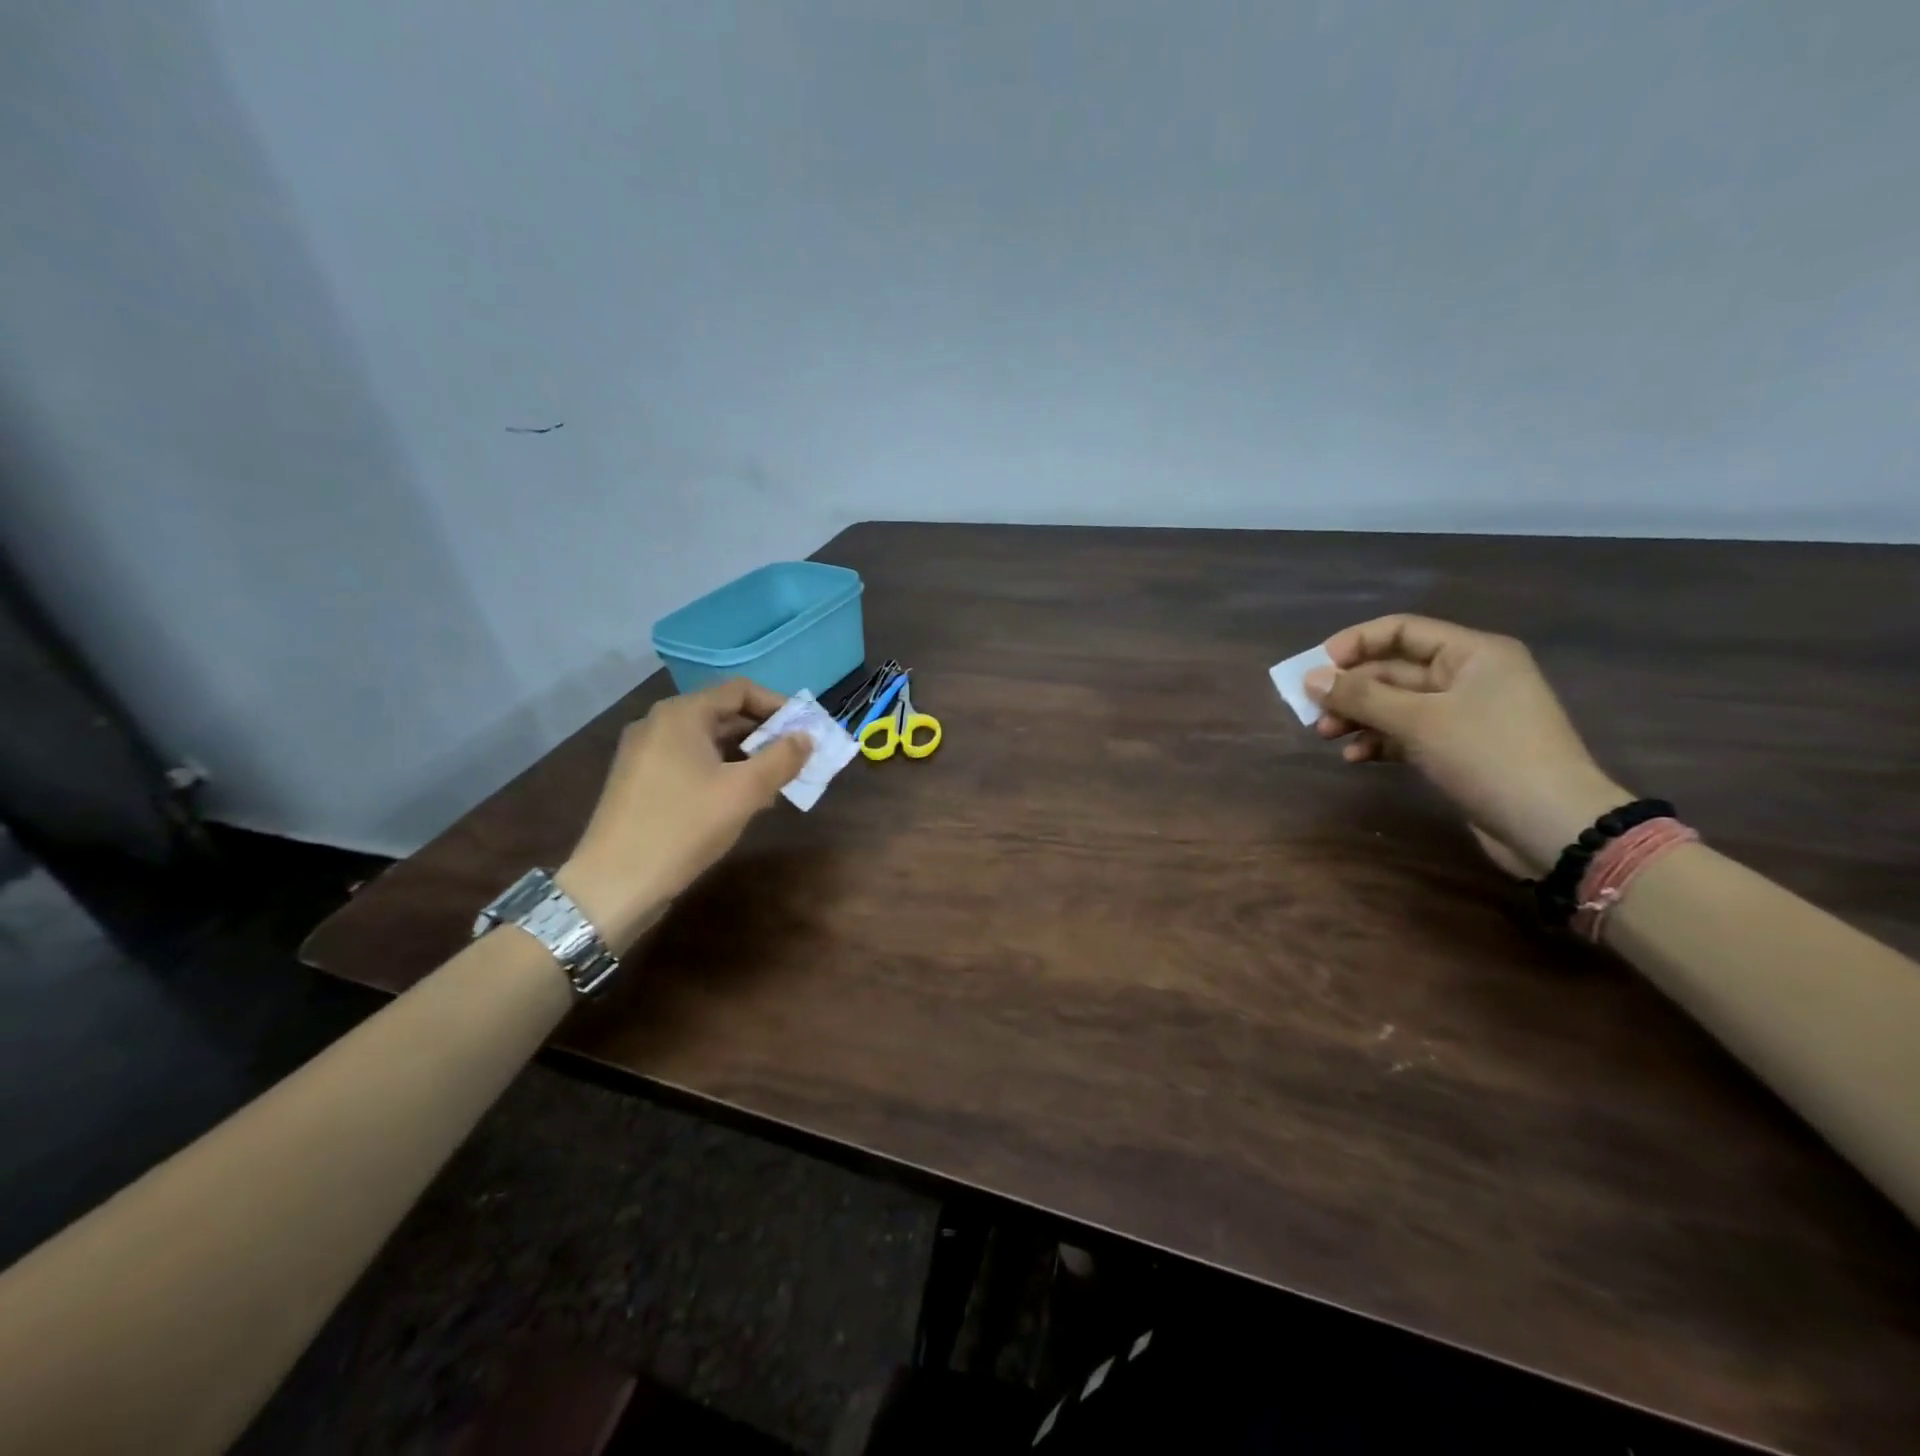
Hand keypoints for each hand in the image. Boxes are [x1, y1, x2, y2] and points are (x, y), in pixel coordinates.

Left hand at [555, 679, 810, 950]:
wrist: (614, 883)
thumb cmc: (684, 826)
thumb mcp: (745, 791)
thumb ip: (782, 759)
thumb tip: (806, 737)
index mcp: (681, 714)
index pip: (740, 690)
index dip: (778, 705)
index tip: (805, 731)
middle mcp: (659, 723)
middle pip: (723, 714)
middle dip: (763, 734)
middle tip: (795, 760)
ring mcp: (644, 752)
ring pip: (707, 741)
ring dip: (744, 756)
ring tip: (773, 784)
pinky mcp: (639, 780)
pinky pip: (689, 761)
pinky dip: (719, 771)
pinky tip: (738, 801)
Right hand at [1305, 615, 1630, 875]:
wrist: (1552, 826)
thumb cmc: (1488, 756)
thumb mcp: (1418, 720)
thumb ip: (1361, 696)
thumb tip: (1310, 678)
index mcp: (1472, 653)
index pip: (1401, 631)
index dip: (1355, 643)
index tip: (1316, 668)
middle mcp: (1469, 676)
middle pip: (1394, 670)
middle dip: (1351, 689)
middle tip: (1313, 711)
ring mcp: (1465, 714)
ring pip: (1396, 704)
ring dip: (1359, 717)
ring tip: (1327, 737)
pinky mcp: (1459, 749)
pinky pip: (1408, 733)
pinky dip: (1380, 741)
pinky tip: (1356, 758)